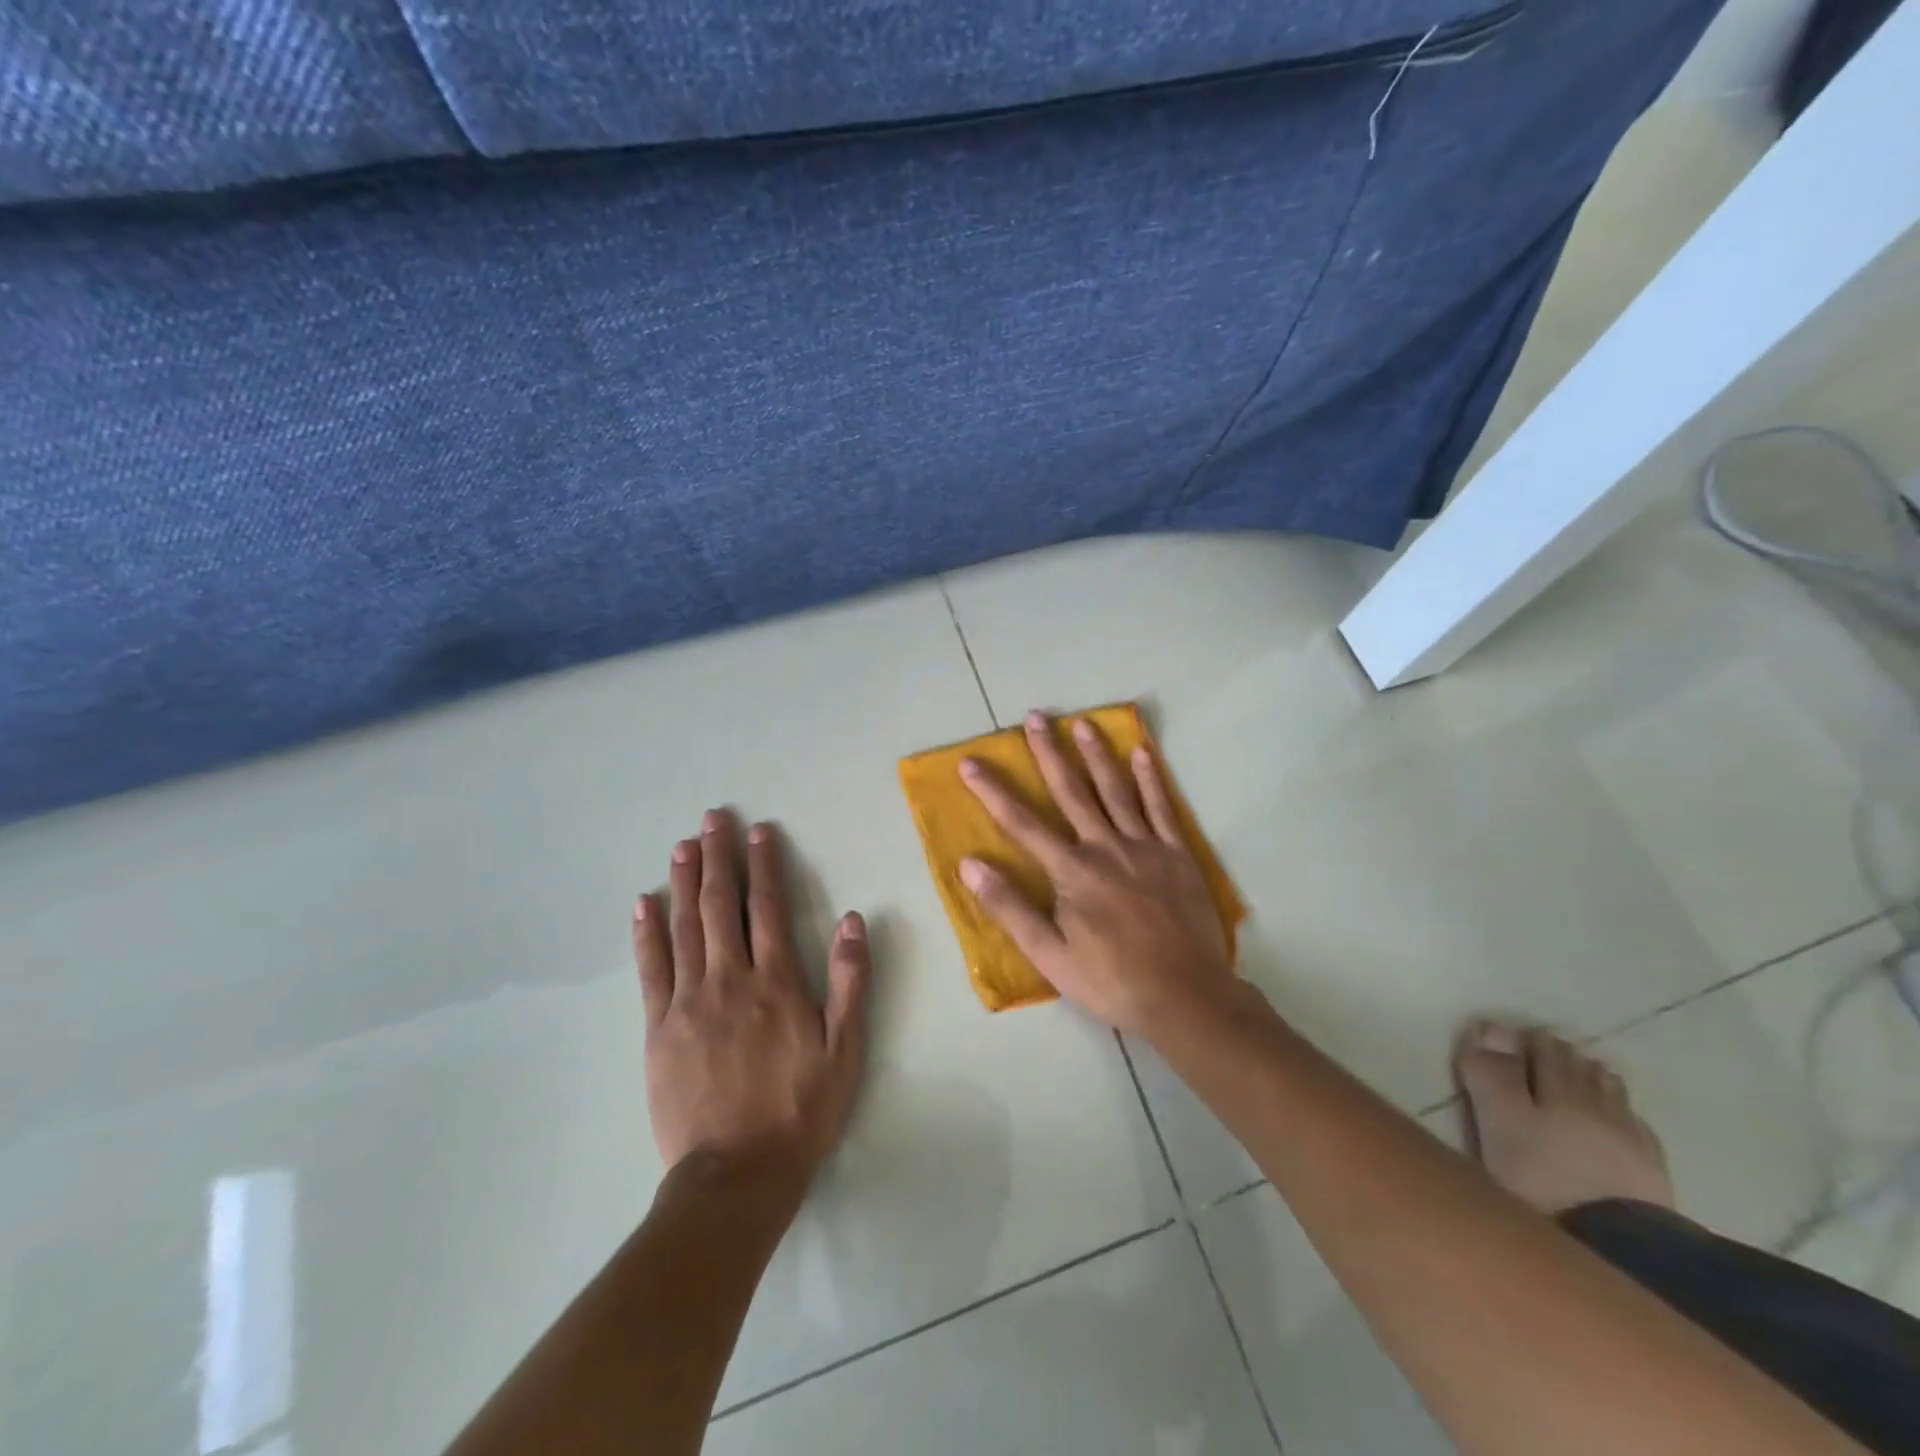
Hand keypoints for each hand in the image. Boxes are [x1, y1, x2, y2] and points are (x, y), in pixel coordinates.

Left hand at [633, 810, 871, 1186]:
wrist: (737, 1174)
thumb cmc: (800, 1109)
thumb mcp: (846, 1049)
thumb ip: (850, 981)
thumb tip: (853, 919)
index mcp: (776, 981)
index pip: (767, 907)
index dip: (763, 865)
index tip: (758, 832)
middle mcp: (729, 979)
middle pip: (719, 905)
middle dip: (717, 857)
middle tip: (712, 819)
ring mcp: (688, 1001)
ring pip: (683, 927)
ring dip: (683, 881)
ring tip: (682, 845)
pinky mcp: (658, 1028)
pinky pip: (650, 969)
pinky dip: (646, 933)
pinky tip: (644, 904)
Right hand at [957, 711, 1240, 1036]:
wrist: (1185, 996)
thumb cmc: (1110, 980)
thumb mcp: (1049, 955)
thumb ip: (1010, 907)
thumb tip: (970, 865)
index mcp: (1072, 871)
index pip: (1022, 822)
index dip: (993, 791)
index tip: (971, 762)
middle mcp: (1105, 847)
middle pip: (1072, 791)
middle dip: (1049, 752)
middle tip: (1035, 716)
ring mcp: (1145, 846)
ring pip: (1116, 790)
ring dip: (1097, 754)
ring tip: (1082, 723)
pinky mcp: (1177, 854)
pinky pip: (1162, 808)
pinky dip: (1151, 779)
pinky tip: (1142, 754)